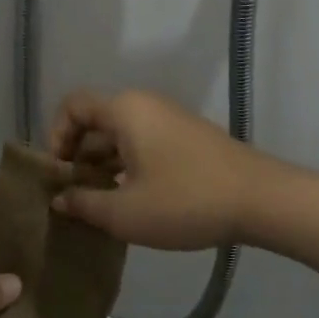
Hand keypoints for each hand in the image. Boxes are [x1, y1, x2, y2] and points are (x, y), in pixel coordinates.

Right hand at [49, 89, 261, 249]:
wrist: (262, 200)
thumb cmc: (185, 201)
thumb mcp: (125, 212)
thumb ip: (84, 204)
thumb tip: (59, 198)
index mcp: (124, 110)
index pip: (73, 106)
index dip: (56, 136)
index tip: (59, 174)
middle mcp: (144, 105)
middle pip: (95, 121)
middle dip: (78, 156)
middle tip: (75, 195)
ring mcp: (169, 119)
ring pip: (120, 135)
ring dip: (103, 165)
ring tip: (99, 204)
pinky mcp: (186, 137)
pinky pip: (142, 143)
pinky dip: (127, 166)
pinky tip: (131, 200)